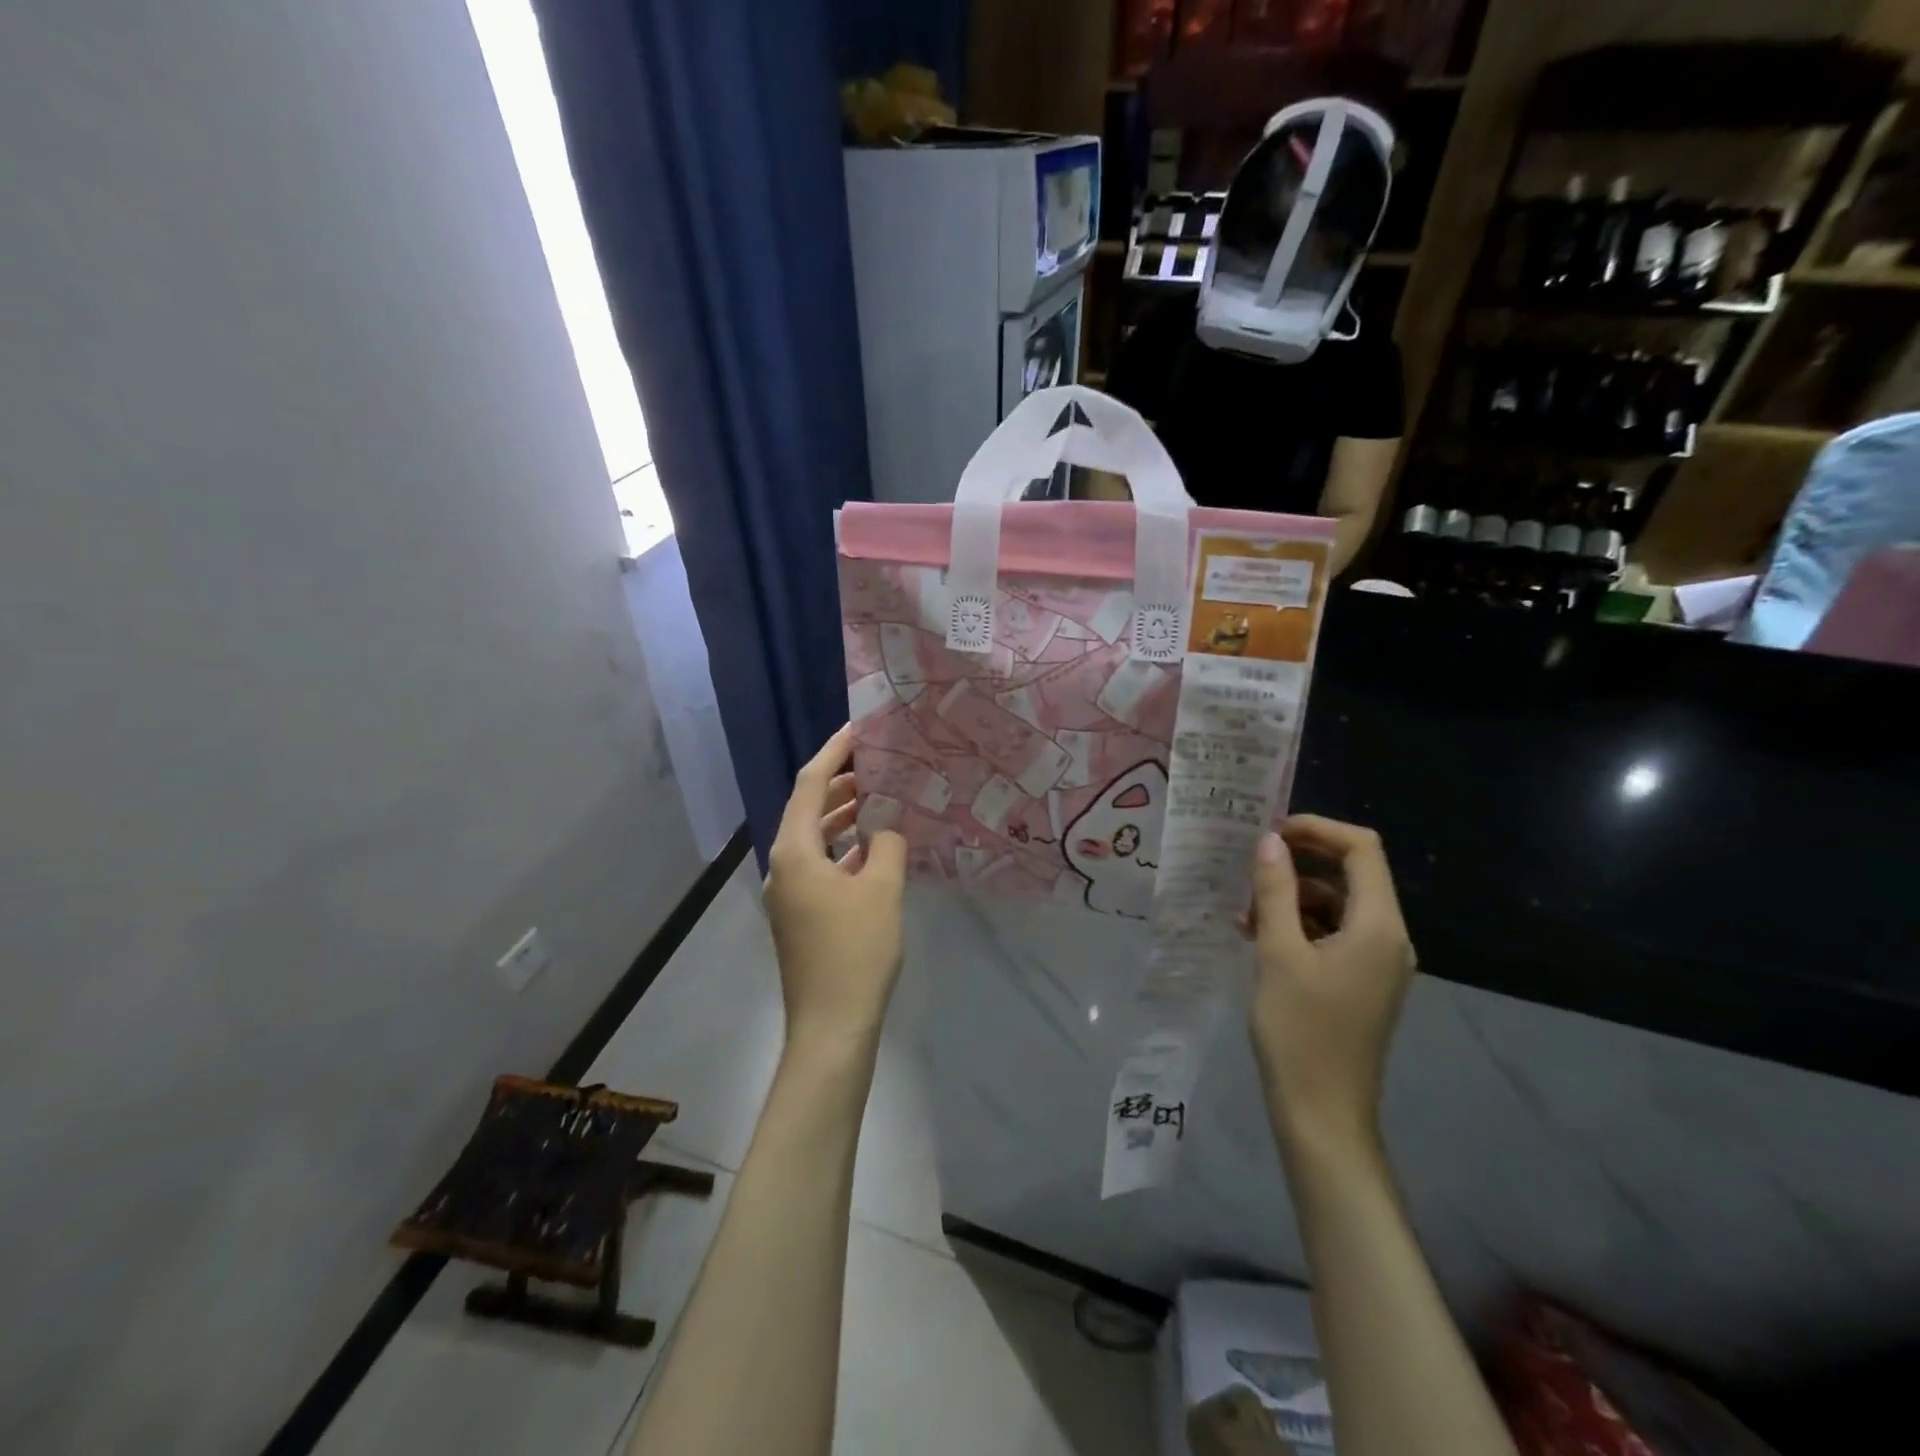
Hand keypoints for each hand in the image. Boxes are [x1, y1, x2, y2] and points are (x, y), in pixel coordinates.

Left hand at [764, 725, 907, 1056]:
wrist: (831, 1026)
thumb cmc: (855, 951)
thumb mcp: (881, 889)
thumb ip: (887, 845)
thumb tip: (887, 828)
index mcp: (794, 851)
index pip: (809, 785)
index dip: (833, 753)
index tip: (858, 731)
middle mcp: (782, 866)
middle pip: (807, 810)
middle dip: (840, 785)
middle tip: (878, 766)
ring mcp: (788, 894)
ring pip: (814, 840)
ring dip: (842, 818)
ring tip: (879, 800)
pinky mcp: (800, 916)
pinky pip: (819, 866)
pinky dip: (843, 849)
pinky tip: (872, 850)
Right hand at [1246, 816, 1415, 1159]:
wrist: (1322, 1112)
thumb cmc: (1300, 1031)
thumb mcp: (1278, 953)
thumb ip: (1276, 891)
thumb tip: (1270, 841)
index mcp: (1378, 926)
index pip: (1361, 850)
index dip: (1317, 829)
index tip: (1270, 833)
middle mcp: (1388, 937)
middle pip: (1351, 874)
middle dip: (1299, 863)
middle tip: (1250, 868)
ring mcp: (1378, 961)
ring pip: (1337, 904)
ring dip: (1292, 897)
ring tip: (1245, 913)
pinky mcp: (1362, 980)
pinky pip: (1334, 932)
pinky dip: (1299, 924)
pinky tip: (1260, 937)